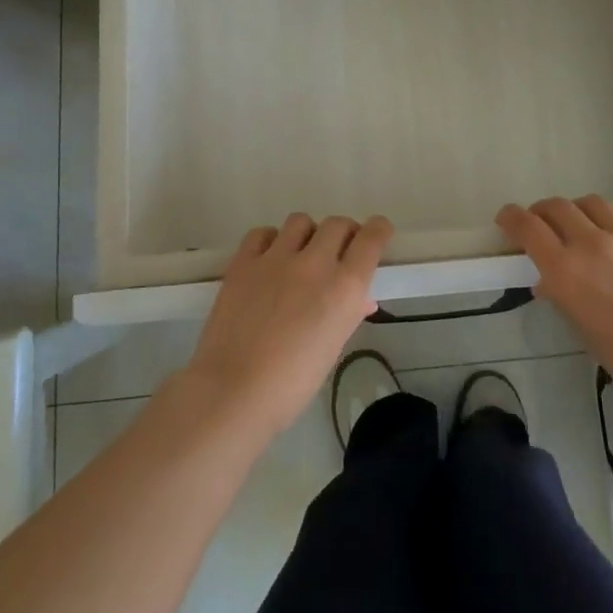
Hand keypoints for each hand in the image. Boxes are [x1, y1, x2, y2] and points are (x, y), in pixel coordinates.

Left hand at [182, 213, 392, 439]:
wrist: (234, 392)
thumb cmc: (292, 383)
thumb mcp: (333, 347)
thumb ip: (349, 314)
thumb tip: (360, 299)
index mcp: (345, 287)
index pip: (371, 237)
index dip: (378, 230)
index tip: (377, 234)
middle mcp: (315, 263)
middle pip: (338, 224)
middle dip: (344, 234)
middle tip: (338, 253)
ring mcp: (276, 258)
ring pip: (301, 221)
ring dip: (307, 235)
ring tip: (300, 255)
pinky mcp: (243, 262)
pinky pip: (263, 233)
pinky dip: (270, 241)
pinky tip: (269, 260)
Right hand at [497, 196, 612, 413]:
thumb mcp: (585, 334)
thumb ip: (564, 299)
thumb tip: (550, 282)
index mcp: (566, 271)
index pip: (527, 227)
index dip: (511, 218)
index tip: (506, 219)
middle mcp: (592, 243)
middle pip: (556, 207)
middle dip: (542, 212)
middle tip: (543, 223)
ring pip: (592, 203)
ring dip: (580, 210)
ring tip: (584, 224)